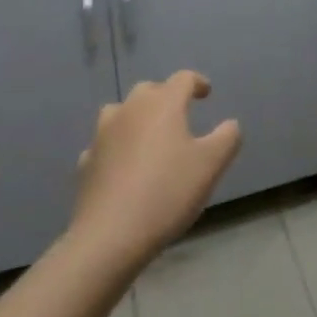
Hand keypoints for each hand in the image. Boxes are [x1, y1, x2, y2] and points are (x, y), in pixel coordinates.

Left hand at [71, 71, 241, 270]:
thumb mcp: (211, 165)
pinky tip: (123, 167)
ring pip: (120, 112)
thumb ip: (227, 137)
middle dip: (165, 97)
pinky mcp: (86, 163)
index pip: (183, 79)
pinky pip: (105, 144)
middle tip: (179, 115)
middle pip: (149, 90)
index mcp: (162, 104)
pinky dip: (116, 147)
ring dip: (136, 117)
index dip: (197, 83)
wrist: (109, 237)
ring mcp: (103, 135)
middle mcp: (130, 110)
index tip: (206, 93)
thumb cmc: (167, 192)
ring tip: (148, 136)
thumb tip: (229, 125)